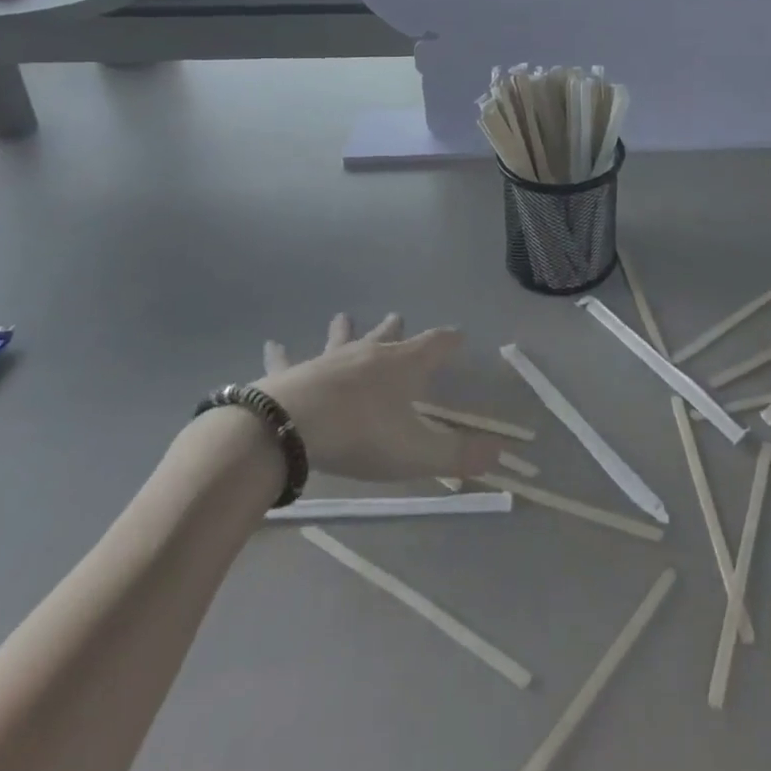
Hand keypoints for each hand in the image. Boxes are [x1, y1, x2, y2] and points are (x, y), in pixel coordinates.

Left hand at [252, 314, 501, 481]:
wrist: (290, 428)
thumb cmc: (361, 435)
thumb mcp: (417, 452)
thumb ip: (458, 454)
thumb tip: (498, 453)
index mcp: (403, 366)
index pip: (436, 345)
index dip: (449, 341)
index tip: (459, 337)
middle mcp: (369, 355)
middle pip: (388, 336)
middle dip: (396, 329)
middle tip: (397, 316)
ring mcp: (329, 361)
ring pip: (341, 339)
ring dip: (345, 329)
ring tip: (343, 316)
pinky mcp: (293, 374)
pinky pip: (287, 360)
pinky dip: (281, 353)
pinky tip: (272, 343)